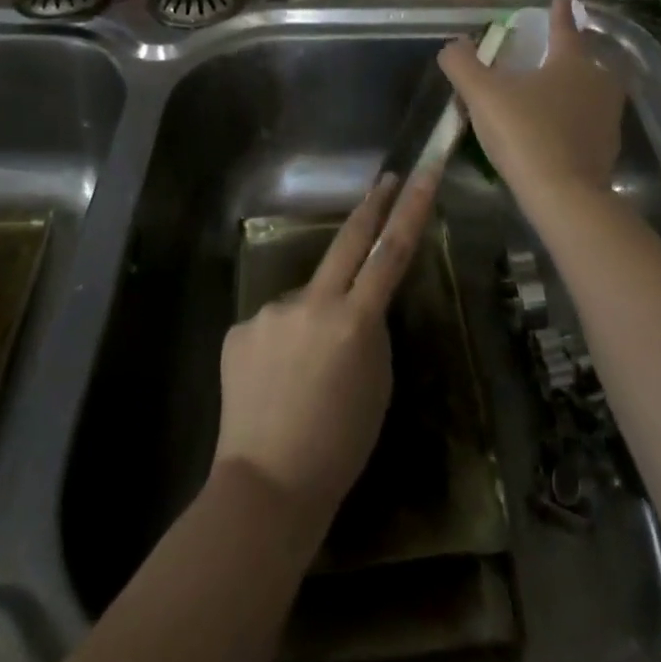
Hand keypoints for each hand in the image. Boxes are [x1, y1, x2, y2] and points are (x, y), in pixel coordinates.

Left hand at [211, 170, 438, 543]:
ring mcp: (270, 311)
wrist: (264, 488)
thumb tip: (356, 305)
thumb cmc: (338, 446)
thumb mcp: (377, 385)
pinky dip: (281, 344)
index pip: (391, 252)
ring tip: (304, 374)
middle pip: (347, 241)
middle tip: (386, 181)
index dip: (411, 209)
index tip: (421, 173)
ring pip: (304, 300)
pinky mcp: (239, 327)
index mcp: (353, 320)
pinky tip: (274, 384)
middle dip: (371, 206)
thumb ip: (370, 332)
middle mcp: (311, 302)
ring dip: (312, 319)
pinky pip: (272, 326)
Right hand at [439, 0, 626, 205]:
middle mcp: (597, 82)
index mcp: (572, 61)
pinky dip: (573, 118)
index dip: (561, 10)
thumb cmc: (525, 133)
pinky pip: (588, 121)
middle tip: (548, 52)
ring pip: (589, 91)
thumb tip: (453, 45)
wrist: (564, 196)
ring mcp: (607, 117)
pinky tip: (553, 130)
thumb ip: (463, 64)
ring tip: (548, 92)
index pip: (565, 26)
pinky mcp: (607, 149)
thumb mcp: (483, 95)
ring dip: (572, 87)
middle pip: (583, 59)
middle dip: (568, 52)